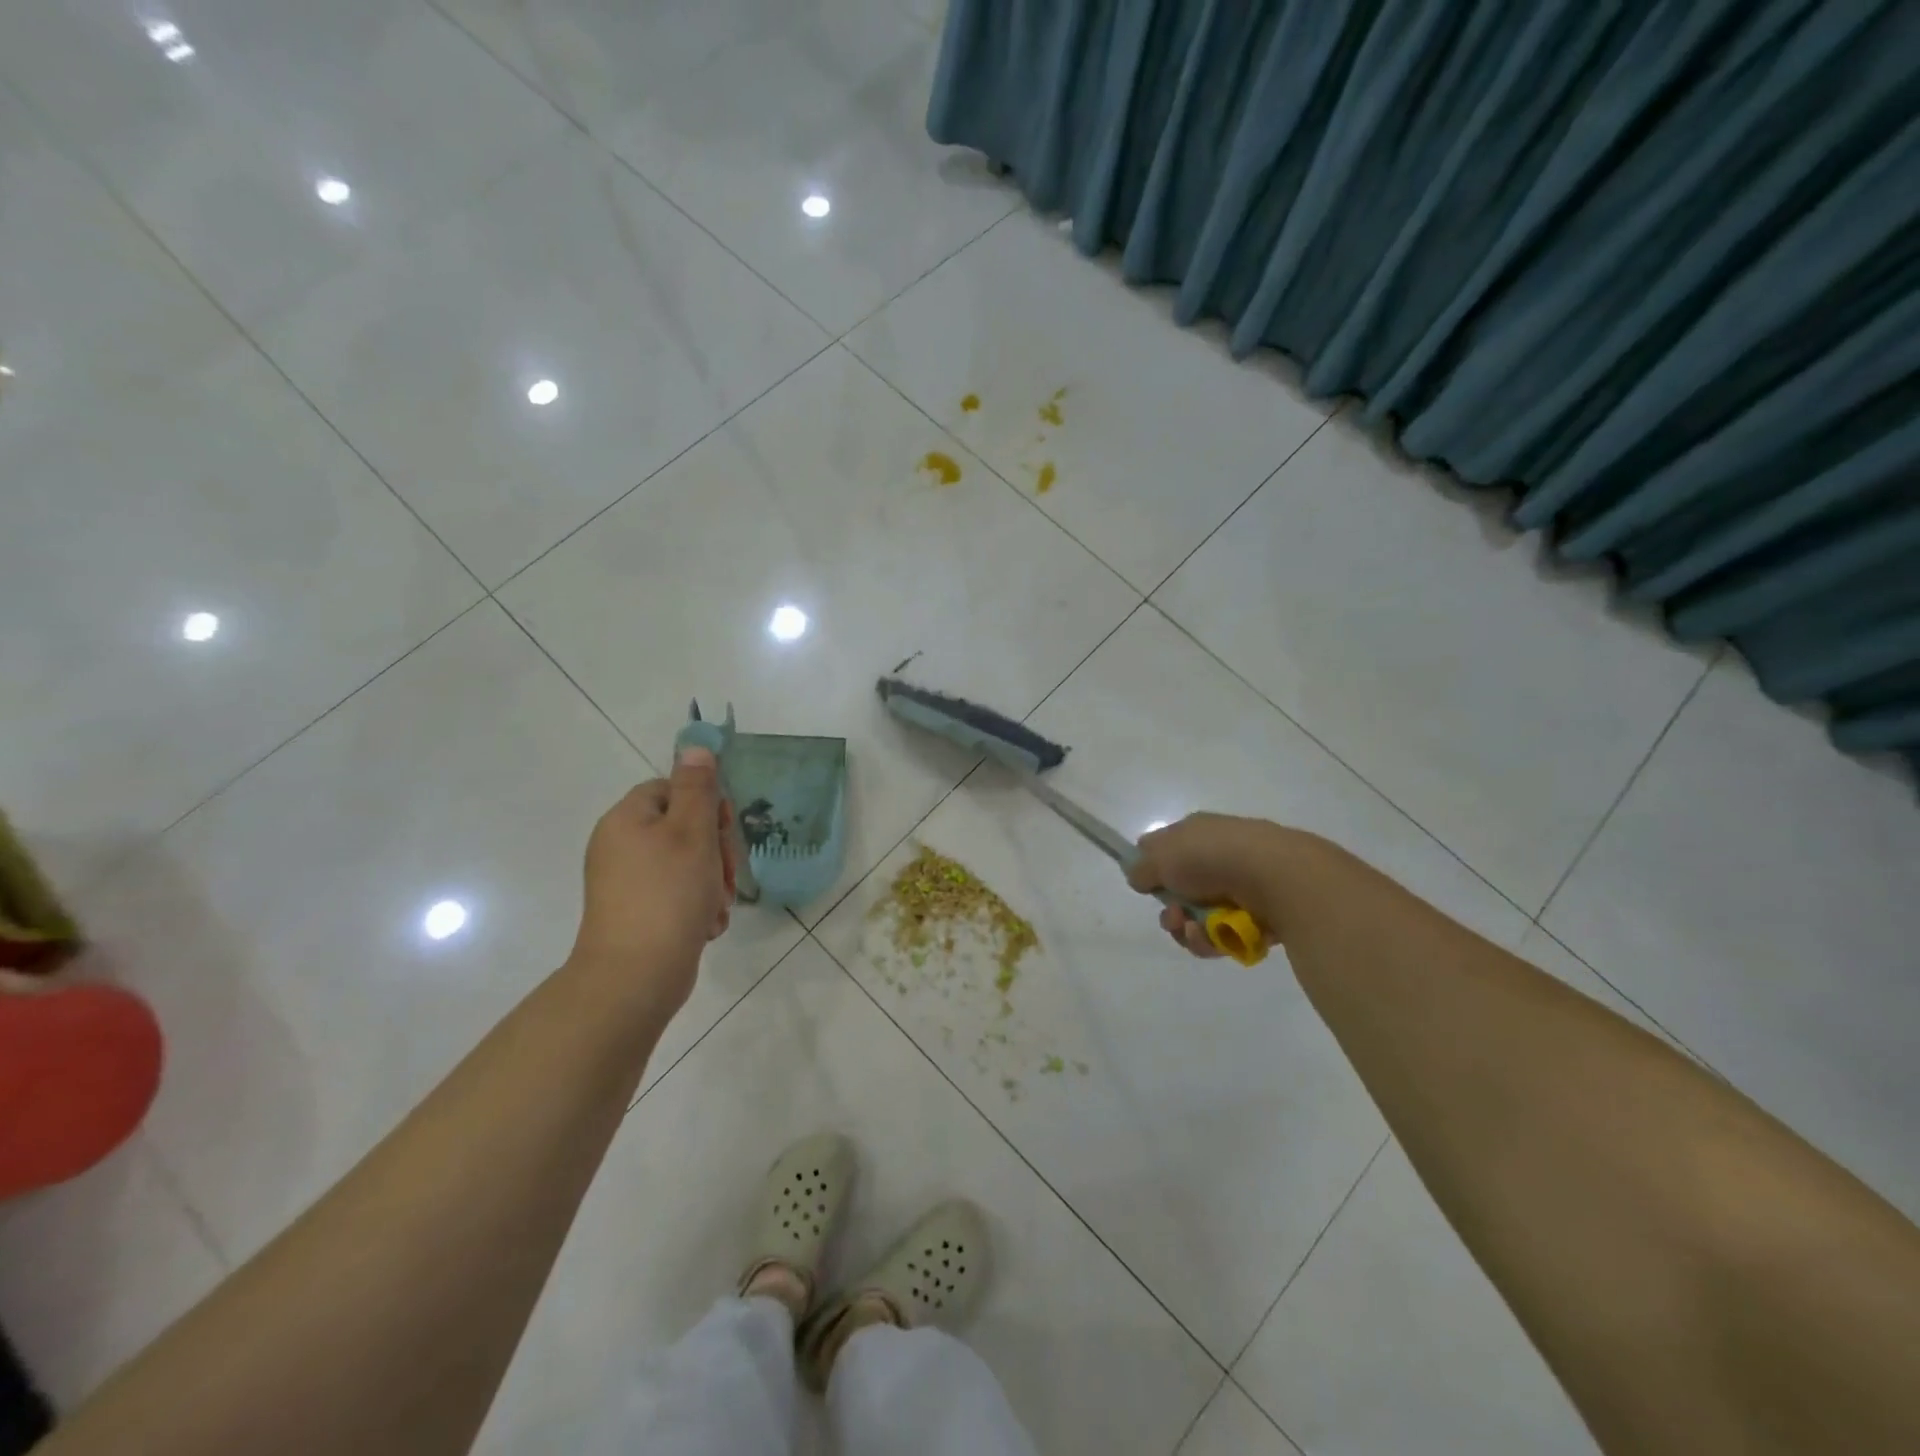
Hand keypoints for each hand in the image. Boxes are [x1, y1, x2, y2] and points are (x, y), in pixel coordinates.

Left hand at [569, 747, 736, 1015]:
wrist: (634, 977)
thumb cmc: (668, 895)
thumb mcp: (693, 832)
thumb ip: (698, 788)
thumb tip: (695, 747)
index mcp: (626, 820)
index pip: (671, 790)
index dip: (705, 805)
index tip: (726, 830)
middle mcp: (619, 846)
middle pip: (680, 827)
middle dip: (714, 850)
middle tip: (727, 875)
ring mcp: (624, 883)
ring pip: (683, 864)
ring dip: (710, 881)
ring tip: (718, 907)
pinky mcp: (635, 914)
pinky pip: (674, 894)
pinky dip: (695, 905)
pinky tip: (707, 925)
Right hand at [1127, 812, 1301, 957]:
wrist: (1277, 876)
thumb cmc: (1212, 857)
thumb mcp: (1160, 856)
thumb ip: (1141, 868)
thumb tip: (1139, 876)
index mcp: (1196, 833)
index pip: (1165, 849)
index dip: (1152, 868)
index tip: (1146, 886)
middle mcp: (1219, 856)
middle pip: (1181, 892)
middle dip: (1171, 911)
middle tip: (1174, 917)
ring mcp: (1241, 886)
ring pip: (1200, 918)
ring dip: (1189, 930)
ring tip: (1195, 931)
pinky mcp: (1259, 915)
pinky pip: (1224, 935)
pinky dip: (1214, 940)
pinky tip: (1215, 938)